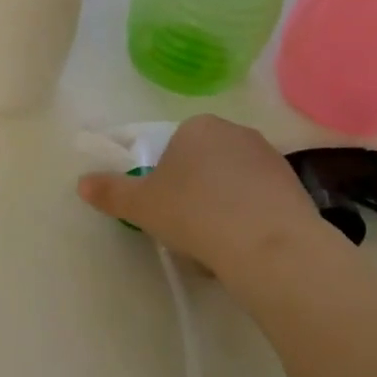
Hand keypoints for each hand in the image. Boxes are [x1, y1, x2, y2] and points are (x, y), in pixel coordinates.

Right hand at [77, 115, 340, 288]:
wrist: (269, 246)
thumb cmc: (195, 214)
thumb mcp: (142, 205)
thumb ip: (111, 191)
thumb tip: (81, 182)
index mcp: (197, 126)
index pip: (174, 148)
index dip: (166, 181)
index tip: (166, 210)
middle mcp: (235, 132)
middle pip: (205, 163)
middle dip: (196, 192)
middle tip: (188, 229)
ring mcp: (270, 157)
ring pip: (234, 184)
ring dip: (224, 207)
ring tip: (217, 247)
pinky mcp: (296, 187)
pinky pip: (261, 201)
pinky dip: (251, 220)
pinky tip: (245, 249)